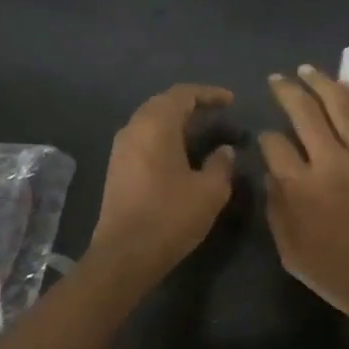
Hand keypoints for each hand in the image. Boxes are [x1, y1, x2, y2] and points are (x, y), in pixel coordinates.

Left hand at [88, 84, 237, 280]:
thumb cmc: (171, 216)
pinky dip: (166, 138)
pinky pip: (144, 140)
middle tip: (218, 114)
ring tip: (203, 133)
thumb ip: (221, 164)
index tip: (231, 101)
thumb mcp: (210, 190)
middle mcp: (133, 129)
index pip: (183, 94)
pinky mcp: (117, 169)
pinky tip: (183, 155)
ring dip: (177, 123)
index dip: (209, 94)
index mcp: (155, 125)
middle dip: (192, 105)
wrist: (125, 255)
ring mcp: (121, 150)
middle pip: (163, 104)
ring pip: (152, 122)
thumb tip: (224, 151)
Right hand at [260, 65, 348, 338]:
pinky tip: (344, 87)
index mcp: (300, 187)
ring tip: (307, 70)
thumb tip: (271, 173)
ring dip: (321, 83)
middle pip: (304, 112)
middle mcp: (329, 162)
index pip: (274, 145)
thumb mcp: (289, 250)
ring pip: (340, 106)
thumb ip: (276, 207)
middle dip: (286, 91)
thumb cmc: (336, 274)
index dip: (264, 138)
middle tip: (277, 79)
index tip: (264, 139)